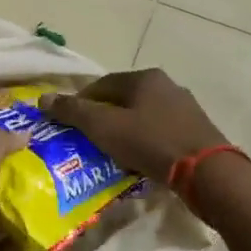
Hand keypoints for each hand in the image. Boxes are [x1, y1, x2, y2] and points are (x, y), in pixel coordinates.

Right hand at [44, 69, 228, 182]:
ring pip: (143, 117)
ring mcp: (185, 108)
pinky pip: (160, 133)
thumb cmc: (151, 143)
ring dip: (124, 132)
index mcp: (145, 78)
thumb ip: (73, 112)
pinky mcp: (196, 132)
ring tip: (110, 154)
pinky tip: (138, 162)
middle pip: (124, 100)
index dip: (81, 102)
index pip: (102, 84)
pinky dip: (144, 144)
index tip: (68, 123)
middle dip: (103, 119)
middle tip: (88, 141)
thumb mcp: (104, 127)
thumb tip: (43, 99)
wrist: (207, 173)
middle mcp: (167, 86)